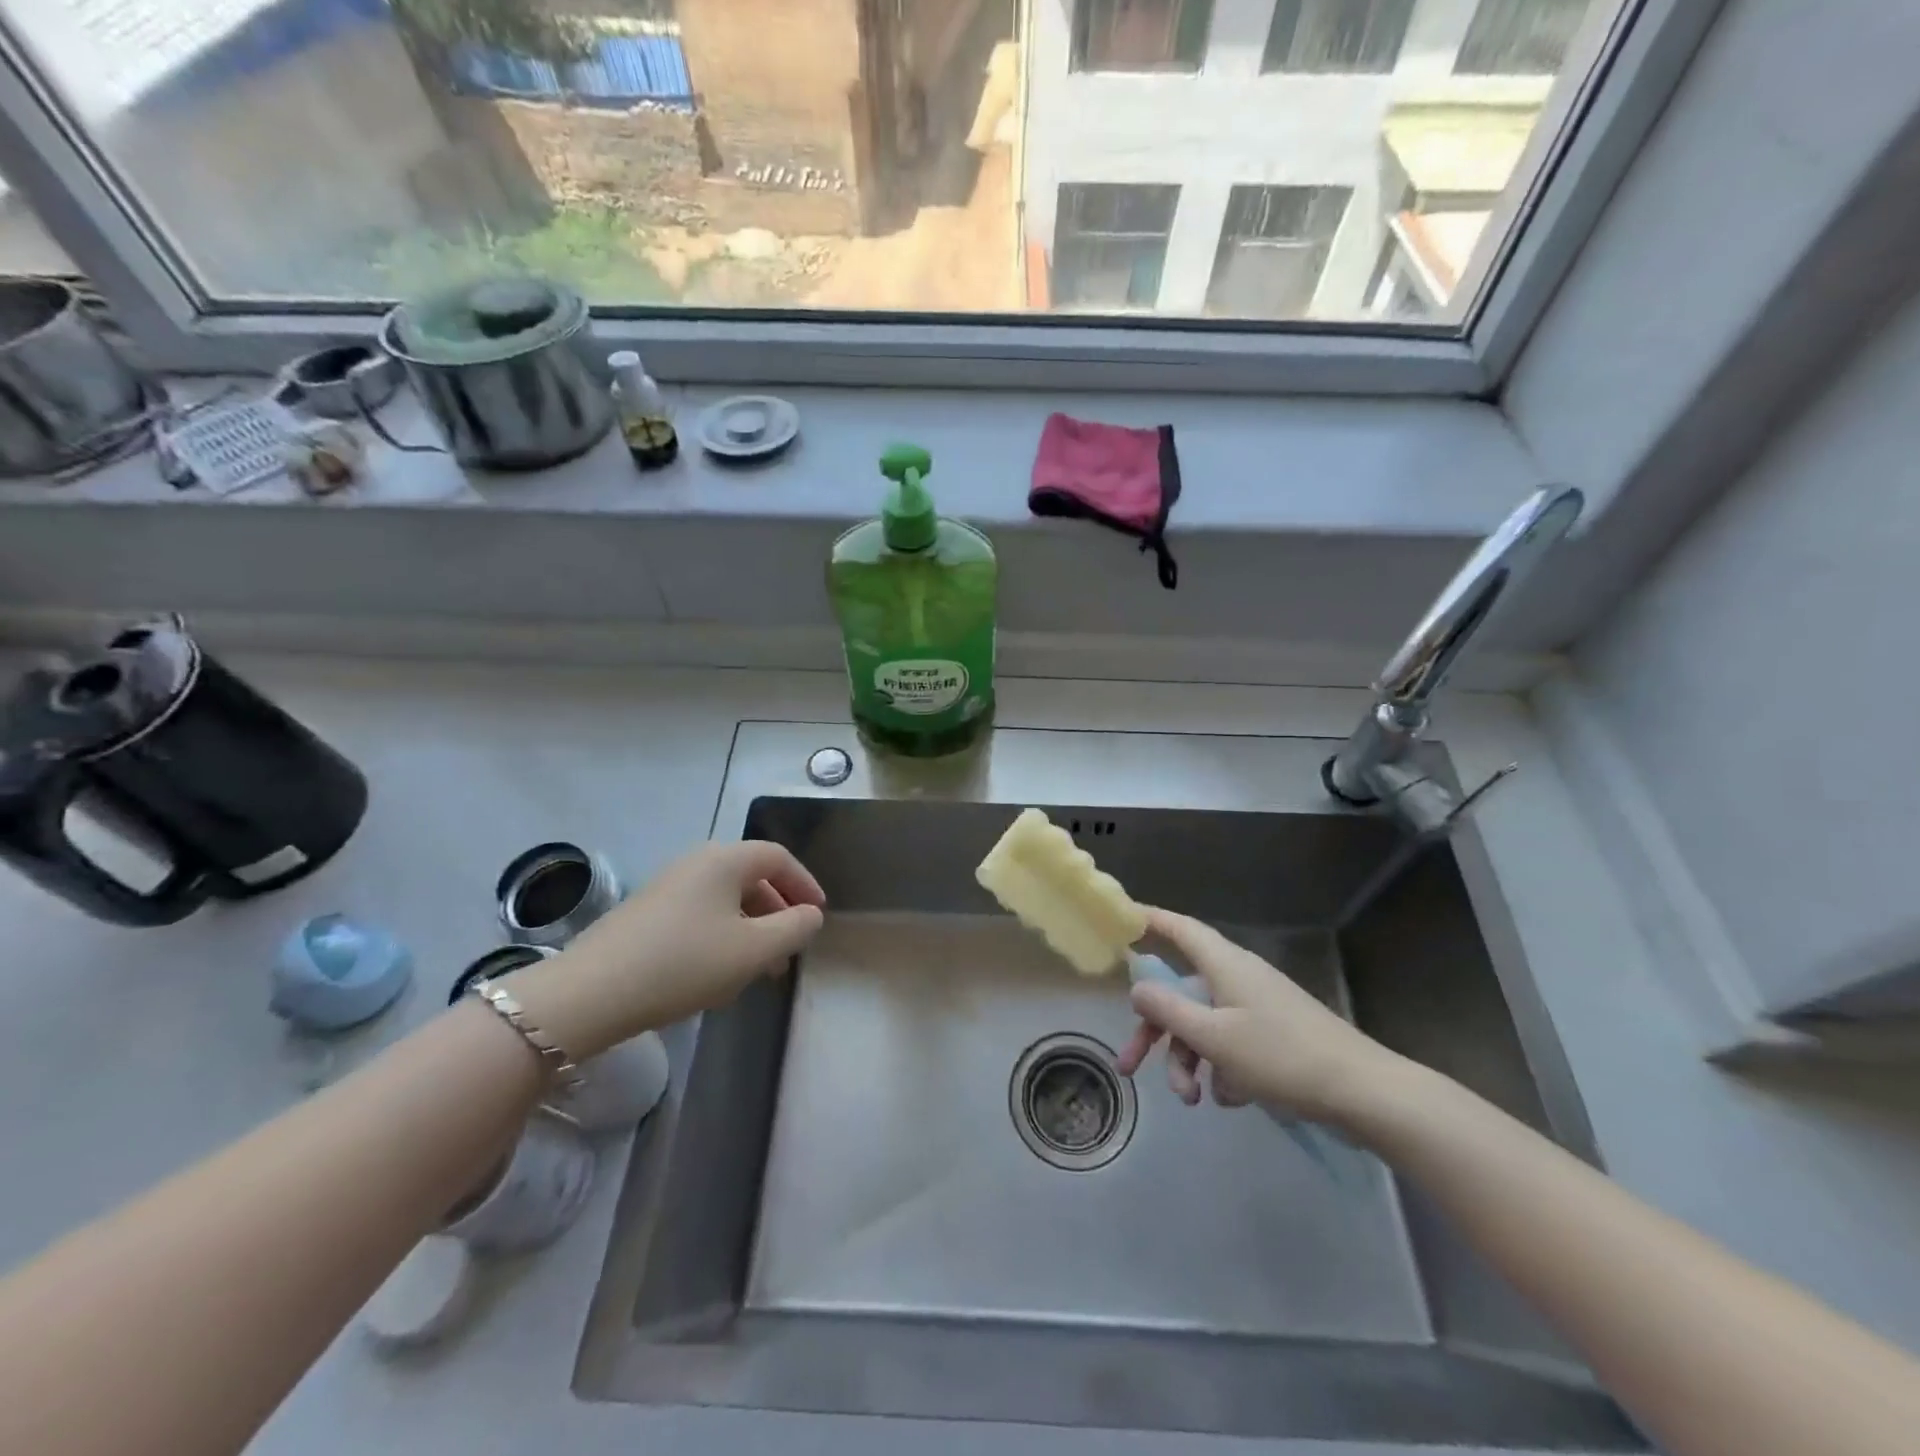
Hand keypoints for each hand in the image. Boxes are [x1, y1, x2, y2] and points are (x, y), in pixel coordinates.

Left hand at [508, 841, 824, 1059]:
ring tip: (760, 969)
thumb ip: (794, 928)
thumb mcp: (753, 950)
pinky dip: (723, 934)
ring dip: (752, 927)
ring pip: (725, 899)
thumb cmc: (685, 963)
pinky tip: (719, 972)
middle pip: (751, 877)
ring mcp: (667, 886)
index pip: (778, 857)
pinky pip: (701, 914)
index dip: (805, 883)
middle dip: (778, 911)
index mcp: (724, 860)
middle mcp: (696, 863)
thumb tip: (811, 914)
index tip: (818, 915)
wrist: (591, 993)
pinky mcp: (646, 913)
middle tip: (790, 948)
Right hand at [1115, 908, 1399, 1126]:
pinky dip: (1220, 1068)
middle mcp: (1237, 977)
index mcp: (1223, 964)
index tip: (1120, 918)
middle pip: (1181, 993)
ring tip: (1192, 1099)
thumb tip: (1136, 988)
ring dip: (1188, 1060)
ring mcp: (1257, 1006)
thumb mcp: (1213, 1037)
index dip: (1149, 920)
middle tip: (1129, 1066)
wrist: (1363, 1093)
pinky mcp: (1274, 1035)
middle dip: (1154, 1032)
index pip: (1178, 928)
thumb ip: (1168, 1011)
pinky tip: (1229, 1098)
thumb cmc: (1282, 1056)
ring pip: (1203, 1024)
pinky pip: (1230, 1043)